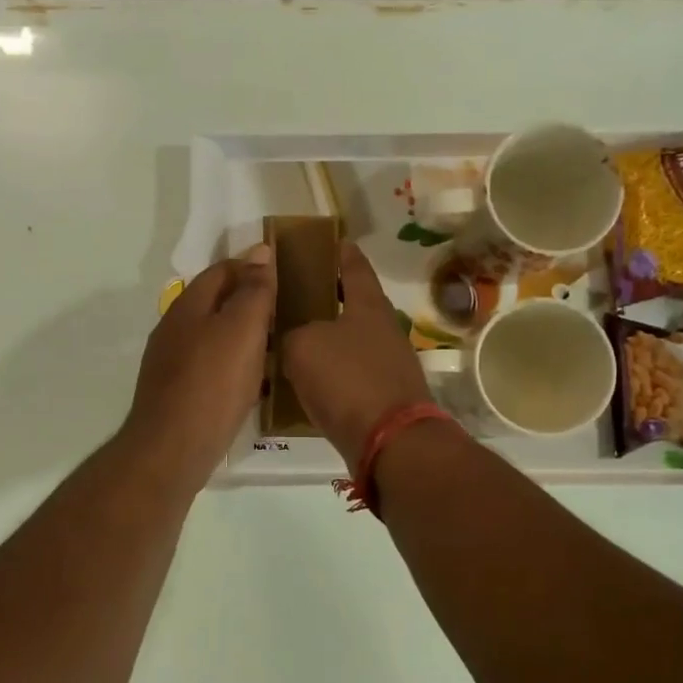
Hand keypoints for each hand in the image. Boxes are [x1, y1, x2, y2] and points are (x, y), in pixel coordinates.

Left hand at [124, 245, 276, 490]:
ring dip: (241, 337)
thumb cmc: (212, 383)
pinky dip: (232, 366)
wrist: (173, 449)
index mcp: (188, 307)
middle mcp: (173, 330)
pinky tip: (250, 383)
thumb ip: (254, 291)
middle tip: (284, 313)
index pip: (221, 271)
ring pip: (212, 338)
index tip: (284, 276)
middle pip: (214, 304)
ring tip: (274, 347)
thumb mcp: (242, 329)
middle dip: (247, 303)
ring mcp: (171, 364)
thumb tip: (260, 252)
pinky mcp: (176, 394)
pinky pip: (210, 368)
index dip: (251, 268)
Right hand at [282, 242, 433, 469]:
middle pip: (353, 304)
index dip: (339, 251)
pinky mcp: (385, 396)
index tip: (326, 241)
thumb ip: (292, 333)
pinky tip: (306, 382)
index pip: (354, 265)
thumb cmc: (348, 380)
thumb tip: (294, 338)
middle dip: (326, 298)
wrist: (390, 441)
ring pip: (350, 342)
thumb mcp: (303, 347)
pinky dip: (331, 373)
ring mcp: (389, 364)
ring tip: (291, 341)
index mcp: (368, 305)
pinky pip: (351, 375)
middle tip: (292, 297)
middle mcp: (384, 329)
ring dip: (326, 339)